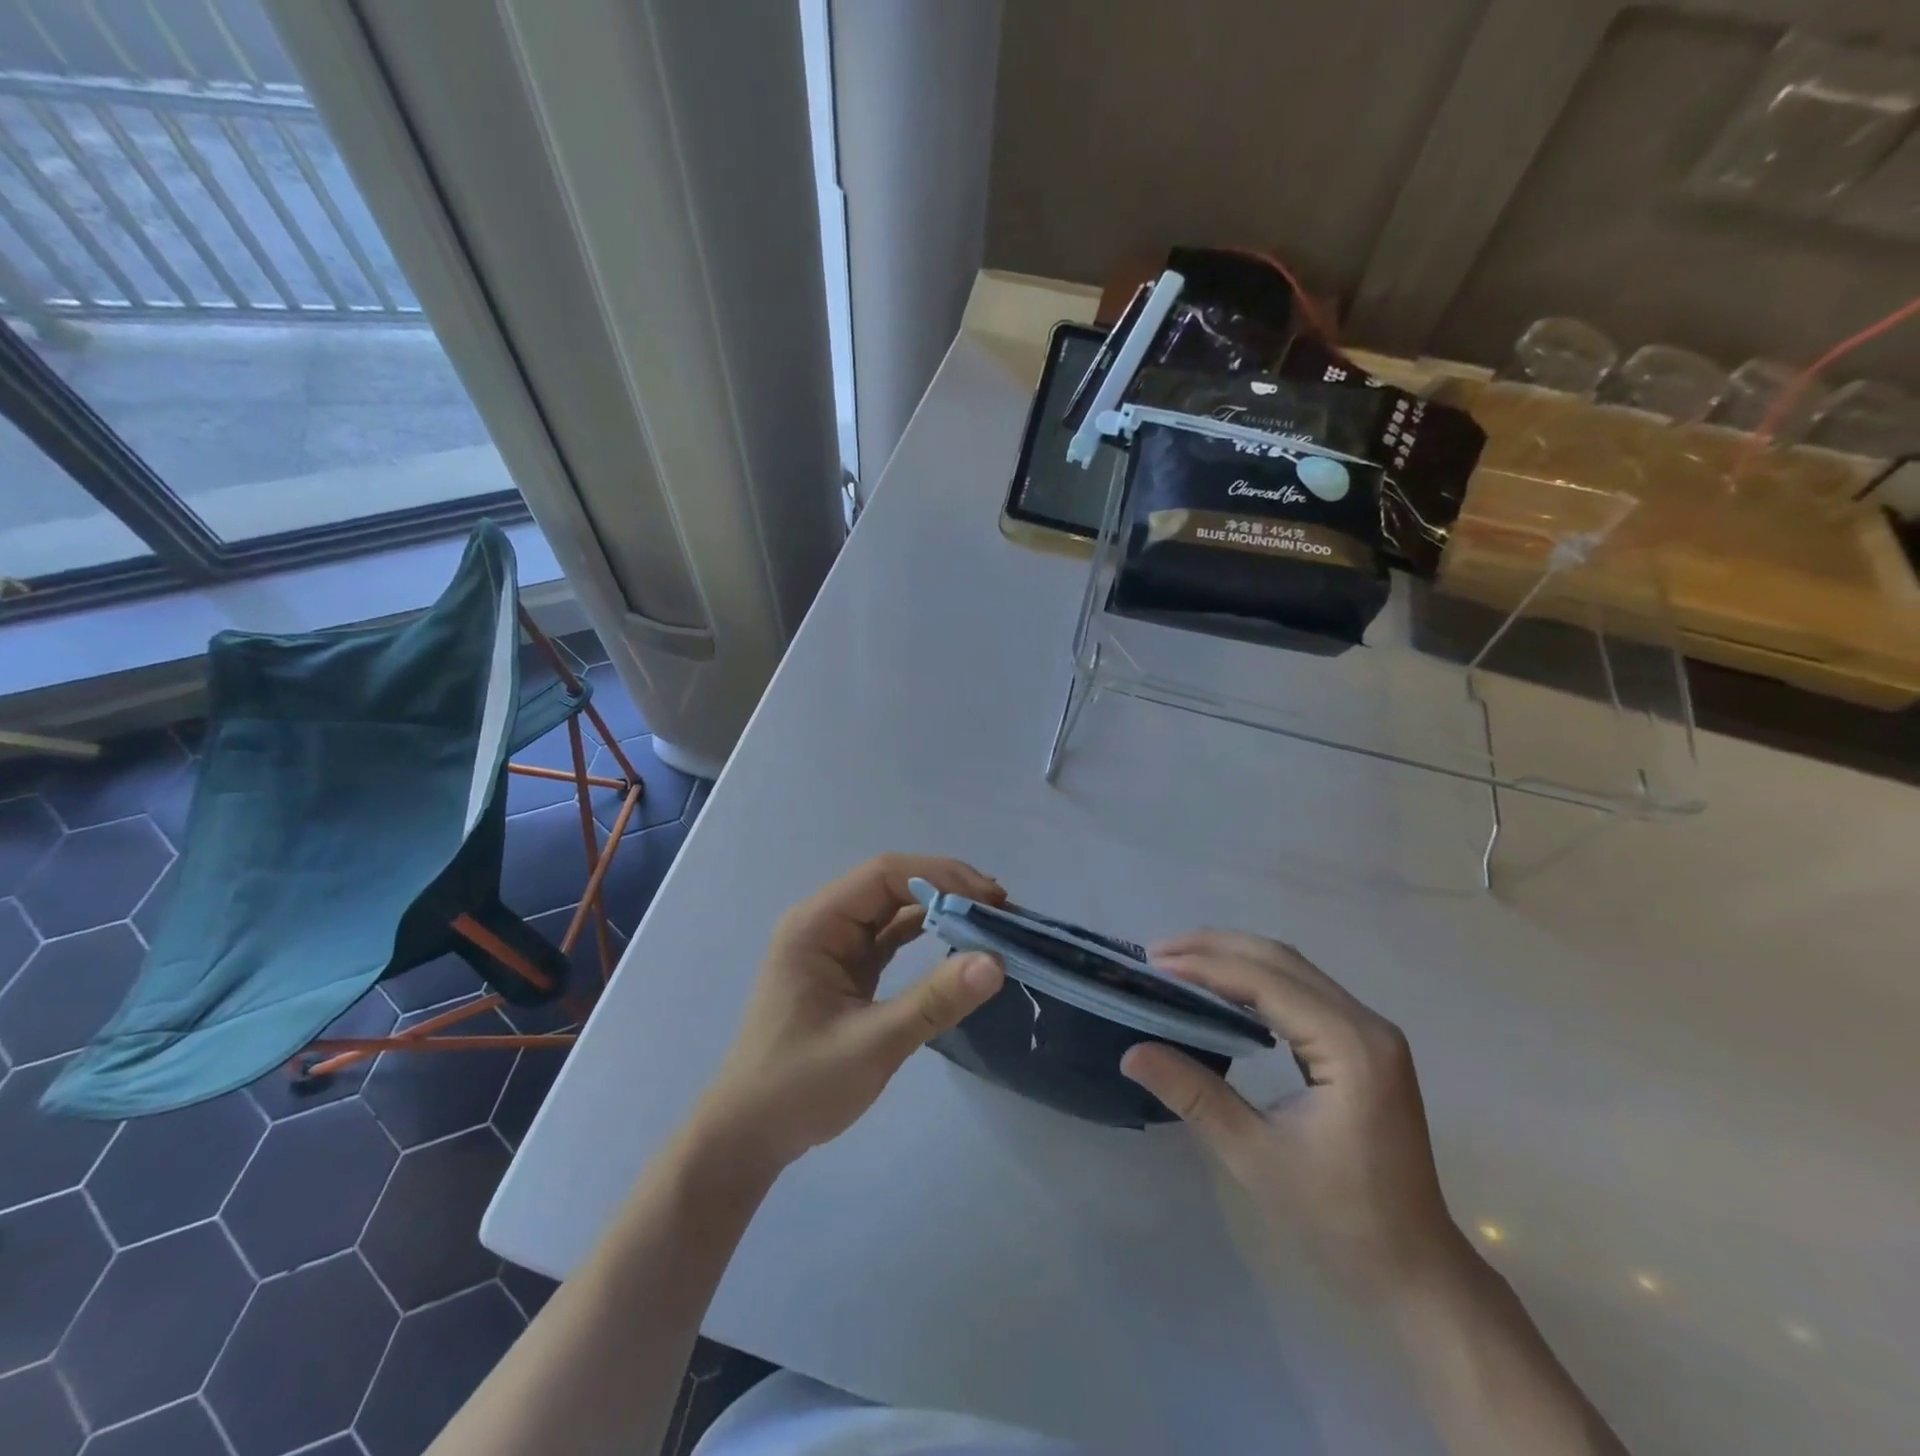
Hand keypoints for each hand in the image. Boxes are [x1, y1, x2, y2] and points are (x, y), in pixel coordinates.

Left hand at [693, 855, 1005, 1174]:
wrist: (748, 1135)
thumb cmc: (799, 1087)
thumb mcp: (872, 1045)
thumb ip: (933, 1001)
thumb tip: (995, 961)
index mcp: (816, 924)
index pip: (884, 874)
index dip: (940, 877)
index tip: (990, 900)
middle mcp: (825, 923)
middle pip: (892, 884)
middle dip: (947, 889)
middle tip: (1001, 910)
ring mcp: (835, 945)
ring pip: (894, 908)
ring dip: (941, 908)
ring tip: (990, 920)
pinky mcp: (847, 969)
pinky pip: (891, 937)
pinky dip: (926, 933)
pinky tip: (959, 940)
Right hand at [1121, 931, 1461, 1295]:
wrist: (1414, 1268)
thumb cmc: (1338, 1217)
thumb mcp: (1255, 1155)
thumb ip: (1194, 1095)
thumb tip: (1130, 1053)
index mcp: (1350, 1046)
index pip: (1266, 981)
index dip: (1206, 966)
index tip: (1153, 964)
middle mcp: (1366, 1024)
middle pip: (1281, 960)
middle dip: (1215, 948)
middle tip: (1157, 953)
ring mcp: (1369, 1031)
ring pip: (1292, 968)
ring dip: (1234, 958)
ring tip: (1179, 962)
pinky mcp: (1364, 1044)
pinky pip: (1303, 990)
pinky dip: (1257, 979)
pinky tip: (1223, 990)